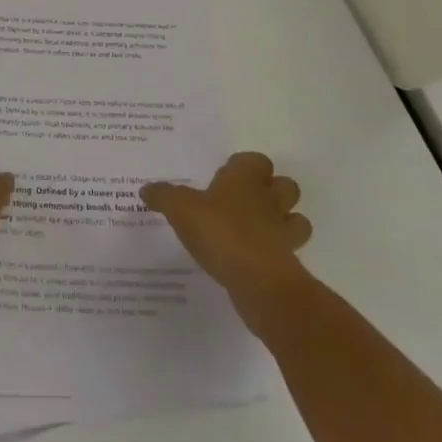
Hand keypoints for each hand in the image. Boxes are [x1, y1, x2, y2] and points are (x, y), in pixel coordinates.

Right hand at [141, 152, 310, 314]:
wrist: (258, 281)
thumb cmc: (220, 231)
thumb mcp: (180, 208)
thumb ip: (163, 196)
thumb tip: (146, 189)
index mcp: (246, 179)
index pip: (256, 160)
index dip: (245, 166)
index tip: (227, 177)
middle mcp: (269, 199)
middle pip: (285, 186)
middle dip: (272, 191)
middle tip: (245, 202)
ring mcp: (283, 232)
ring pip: (295, 219)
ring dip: (283, 222)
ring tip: (257, 231)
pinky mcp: (288, 264)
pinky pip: (287, 252)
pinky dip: (276, 254)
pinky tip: (253, 261)